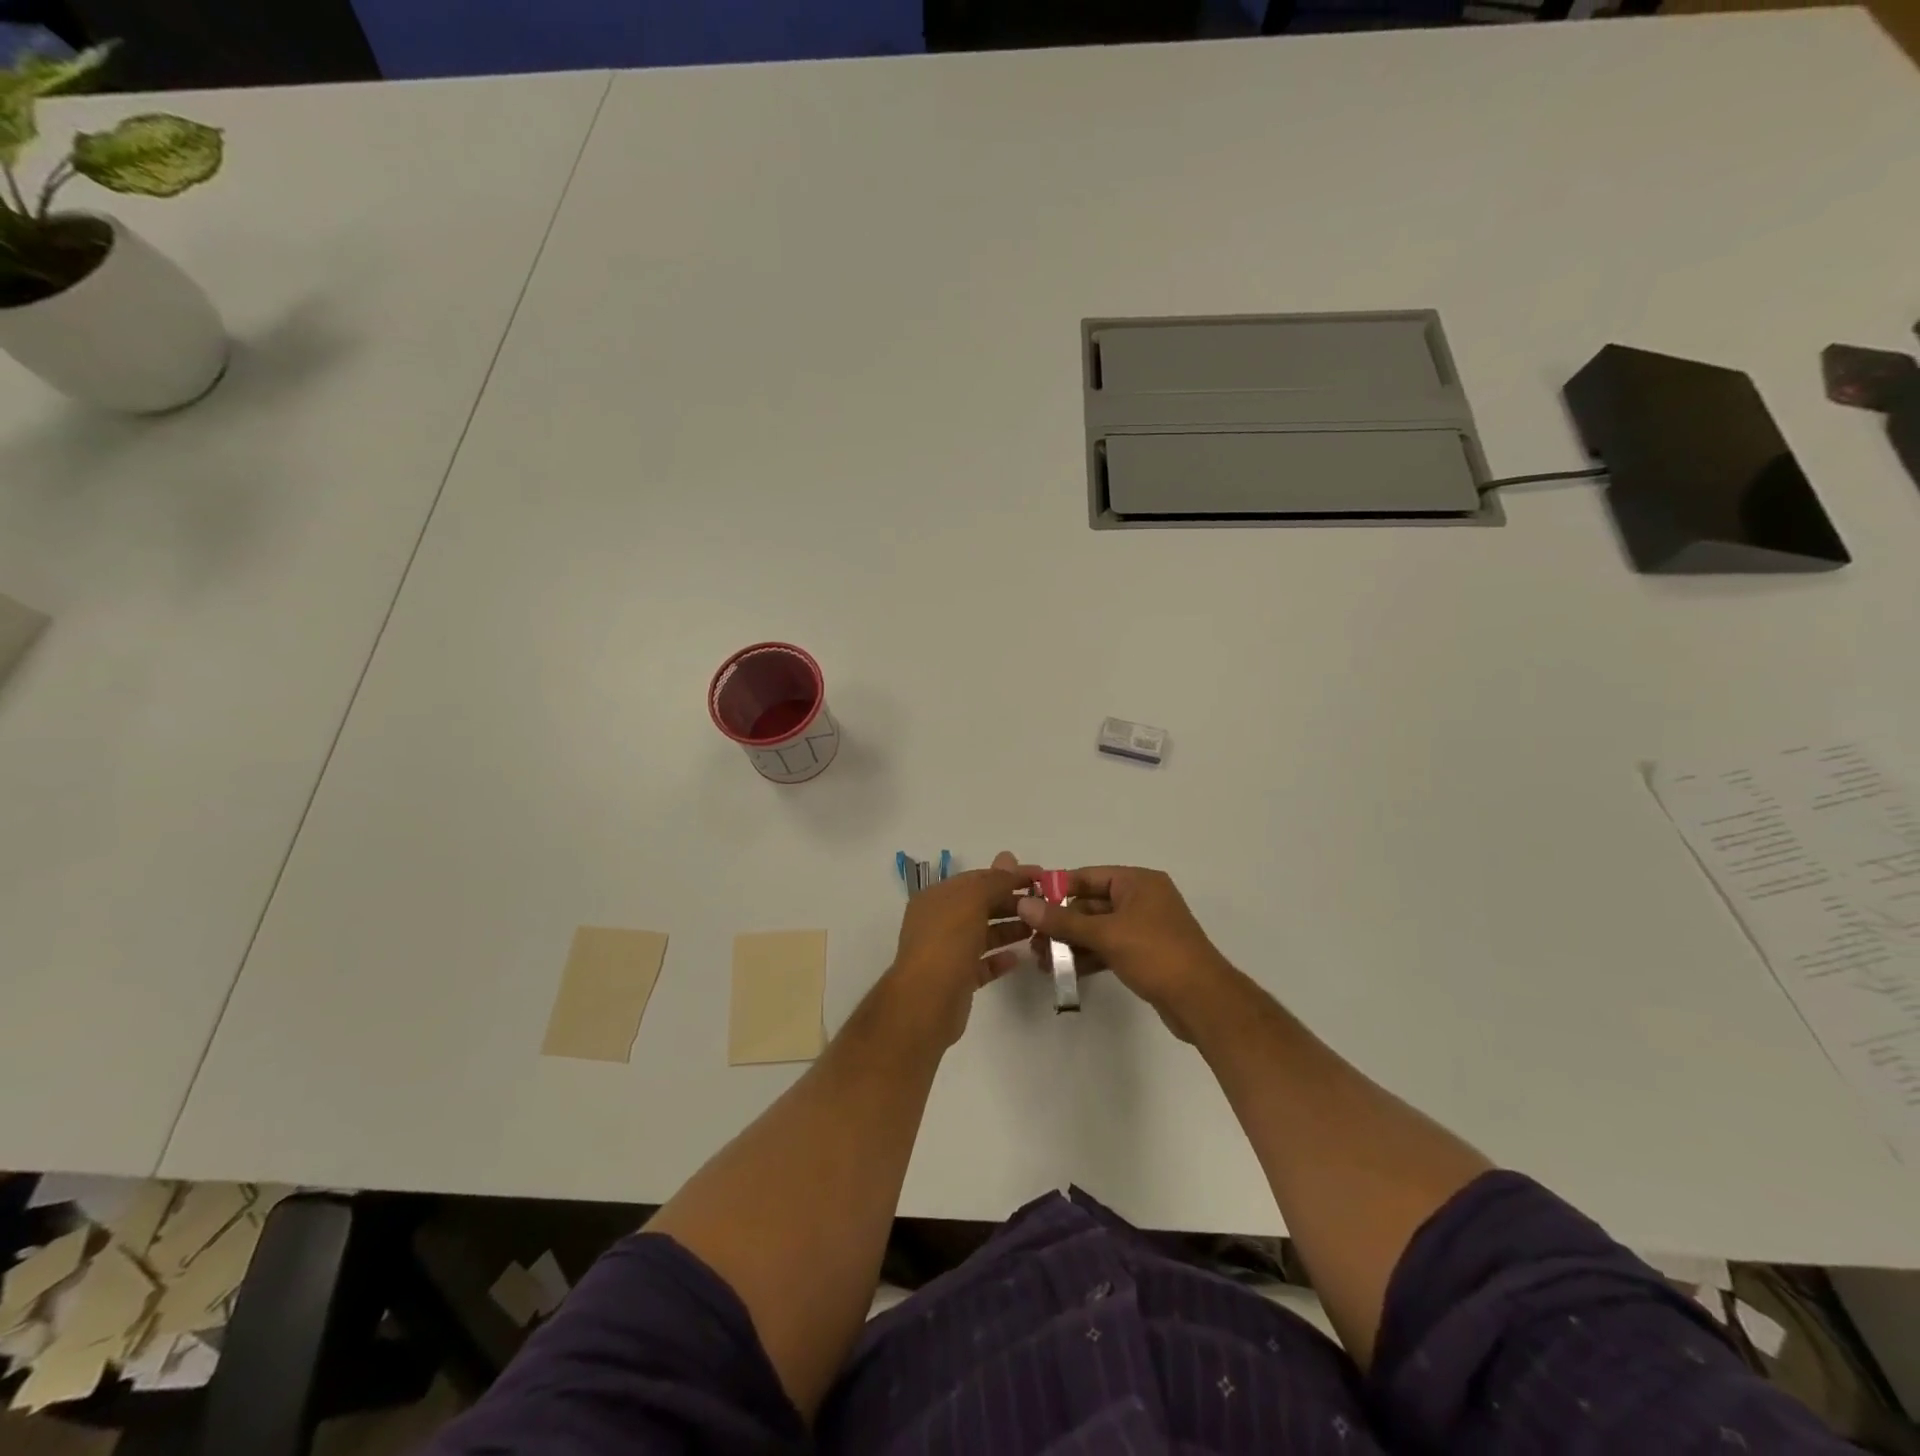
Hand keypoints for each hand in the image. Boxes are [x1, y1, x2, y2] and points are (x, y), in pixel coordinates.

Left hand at [888, 851, 1037, 1044]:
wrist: (926, 1002)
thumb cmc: (947, 943)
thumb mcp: (972, 901)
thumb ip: (994, 880)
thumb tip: (1008, 857)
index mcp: (937, 897)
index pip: (978, 878)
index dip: (1009, 875)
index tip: (1042, 876)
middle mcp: (939, 921)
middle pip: (981, 905)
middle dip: (1011, 902)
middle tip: (1045, 904)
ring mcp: (947, 951)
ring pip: (983, 934)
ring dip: (1009, 929)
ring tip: (1039, 929)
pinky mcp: (957, 979)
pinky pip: (982, 963)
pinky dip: (1000, 959)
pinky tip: (1019, 957)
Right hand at [1016, 866, 1234, 1040]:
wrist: (1203, 1001)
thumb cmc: (1156, 954)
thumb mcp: (1106, 934)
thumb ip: (1063, 921)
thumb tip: (1024, 904)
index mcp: (1138, 882)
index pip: (1088, 877)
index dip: (1057, 889)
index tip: (1027, 903)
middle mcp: (1141, 899)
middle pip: (1090, 904)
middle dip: (1061, 923)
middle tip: (1032, 941)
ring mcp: (1144, 928)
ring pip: (1097, 929)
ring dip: (1071, 943)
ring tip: (1042, 961)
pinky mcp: (1144, 954)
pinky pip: (1108, 948)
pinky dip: (1088, 957)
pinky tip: (1064, 972)